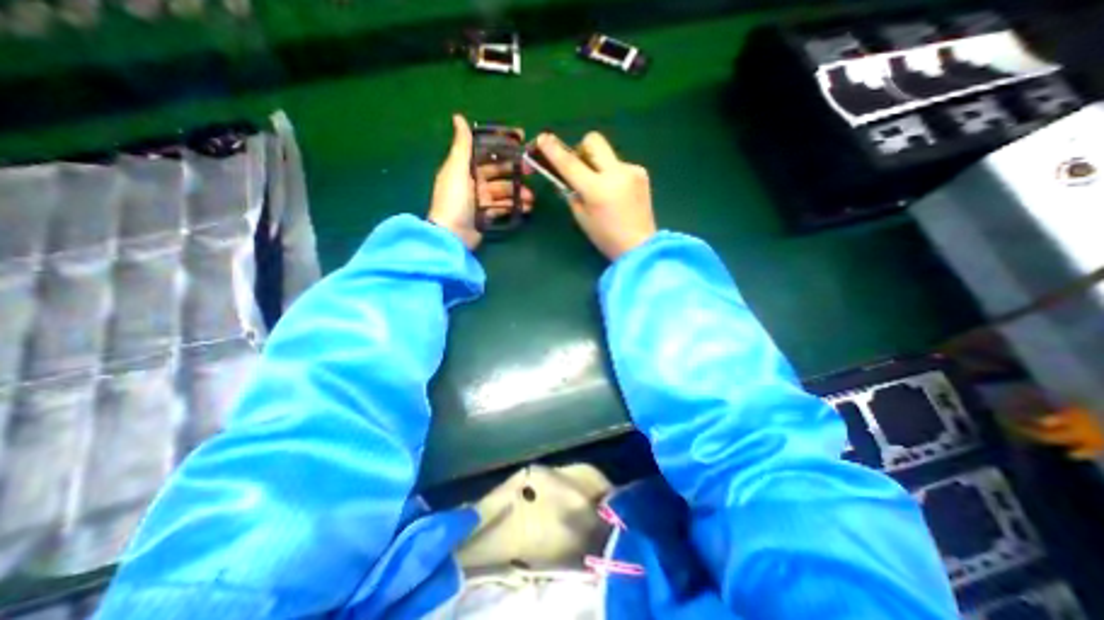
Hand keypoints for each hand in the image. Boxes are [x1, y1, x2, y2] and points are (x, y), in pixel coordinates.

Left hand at [430, 113, 537, 248]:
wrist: (452, 235)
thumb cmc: (454, 199)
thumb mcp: (456, 169)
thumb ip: (462, 145)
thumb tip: (458, 117)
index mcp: (464, 168)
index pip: (486, 153)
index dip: (502, 146)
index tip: (521, 140)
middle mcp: (472, 182)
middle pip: (497, 173)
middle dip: (514, 172)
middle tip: (531, 171)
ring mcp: (480, 200)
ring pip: (503, 191)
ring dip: (517, 192)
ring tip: (531, 197)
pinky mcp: (486, 215)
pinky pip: (503, 207)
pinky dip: (514, 207)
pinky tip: (526, 208)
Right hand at [535, 131, 654, 257]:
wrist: (640, 246)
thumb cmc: (606, 238)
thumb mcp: (582, 218)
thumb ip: (572, 194)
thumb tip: (566, 178)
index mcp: (597, 189)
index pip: (570, 164)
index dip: (554, 150)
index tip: (543, 138)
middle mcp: (616, 173)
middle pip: (593, 141)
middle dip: (582, 149)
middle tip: (580, 169)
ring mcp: (632, 170)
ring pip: (607, 154)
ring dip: (598, 165)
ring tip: (603, 189)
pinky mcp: (642, 172)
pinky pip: (619, 165)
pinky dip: (613, 174)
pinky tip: (618, 193)